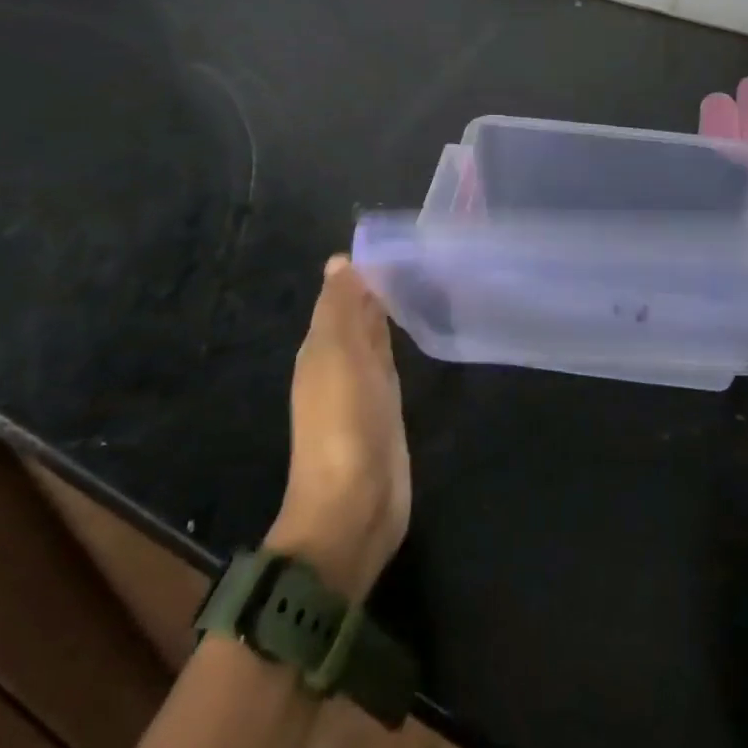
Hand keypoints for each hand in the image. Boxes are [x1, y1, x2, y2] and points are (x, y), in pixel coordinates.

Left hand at [267, 257, 410, 602]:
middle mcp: (339, 363)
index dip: (366, 269)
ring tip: (425, 280)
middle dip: (380, 286)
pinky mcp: (388, 410)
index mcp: (321, 347)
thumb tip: (340, 261)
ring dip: (391, 312)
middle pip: (359, 315)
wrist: (355, 507)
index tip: (401, 239)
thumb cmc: (344, 423)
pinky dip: (401, 342)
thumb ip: (341, 307)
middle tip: (421, 253)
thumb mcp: (338, 355)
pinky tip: (421, 329)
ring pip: (376, 337)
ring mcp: (364, 389)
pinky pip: (393, 363)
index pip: (343, 295)